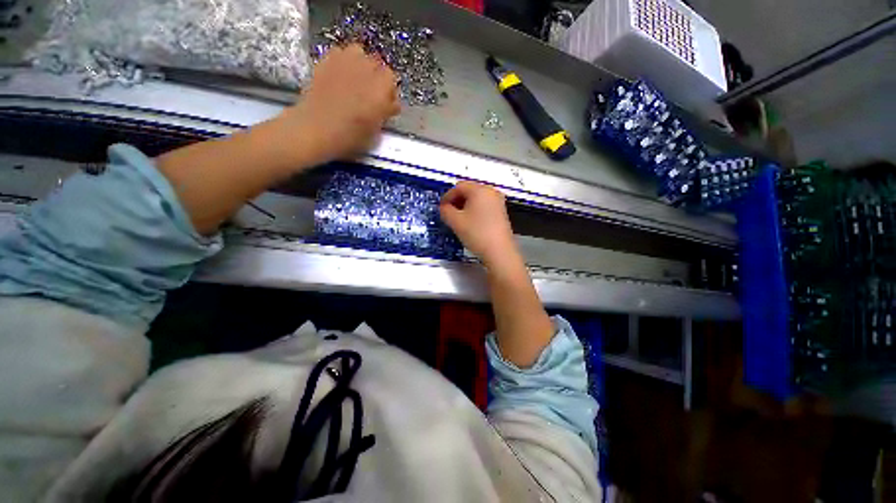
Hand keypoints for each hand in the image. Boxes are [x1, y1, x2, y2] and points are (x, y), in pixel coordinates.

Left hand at [280, 44, 400, 164]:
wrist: (316, 129)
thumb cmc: (350, 137)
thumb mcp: (376, 131)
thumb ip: (385, 113)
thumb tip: (389, 105)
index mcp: (382, 89)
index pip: (392, 80)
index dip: (389, 93)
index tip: (386, 104)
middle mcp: (366, 69)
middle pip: (377, 64)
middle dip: (377, 78)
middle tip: (371, 94)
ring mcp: (345, 61)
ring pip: (359, 53)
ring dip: (360, 65)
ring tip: (356, 81)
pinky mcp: (326, 60)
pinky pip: (340, 53)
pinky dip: (343, 62)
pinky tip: (340, 77)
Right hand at [440, 181, 518, 267]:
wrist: (499, 251)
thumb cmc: (477, 233)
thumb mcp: (456, 222)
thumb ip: (445, 211)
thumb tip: (444, 208)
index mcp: (480, 190)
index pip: (459, 186)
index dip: (447, 196)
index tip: (441, 208)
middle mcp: (491, 192)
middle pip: (469, 190)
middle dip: (456, 200)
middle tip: (448, 213)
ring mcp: (498, 202)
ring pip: (477, 199)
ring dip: (465, 206)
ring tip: (458, 219)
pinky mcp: (501, 212)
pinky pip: (484, 206)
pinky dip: (474, 210)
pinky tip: (470, 222)